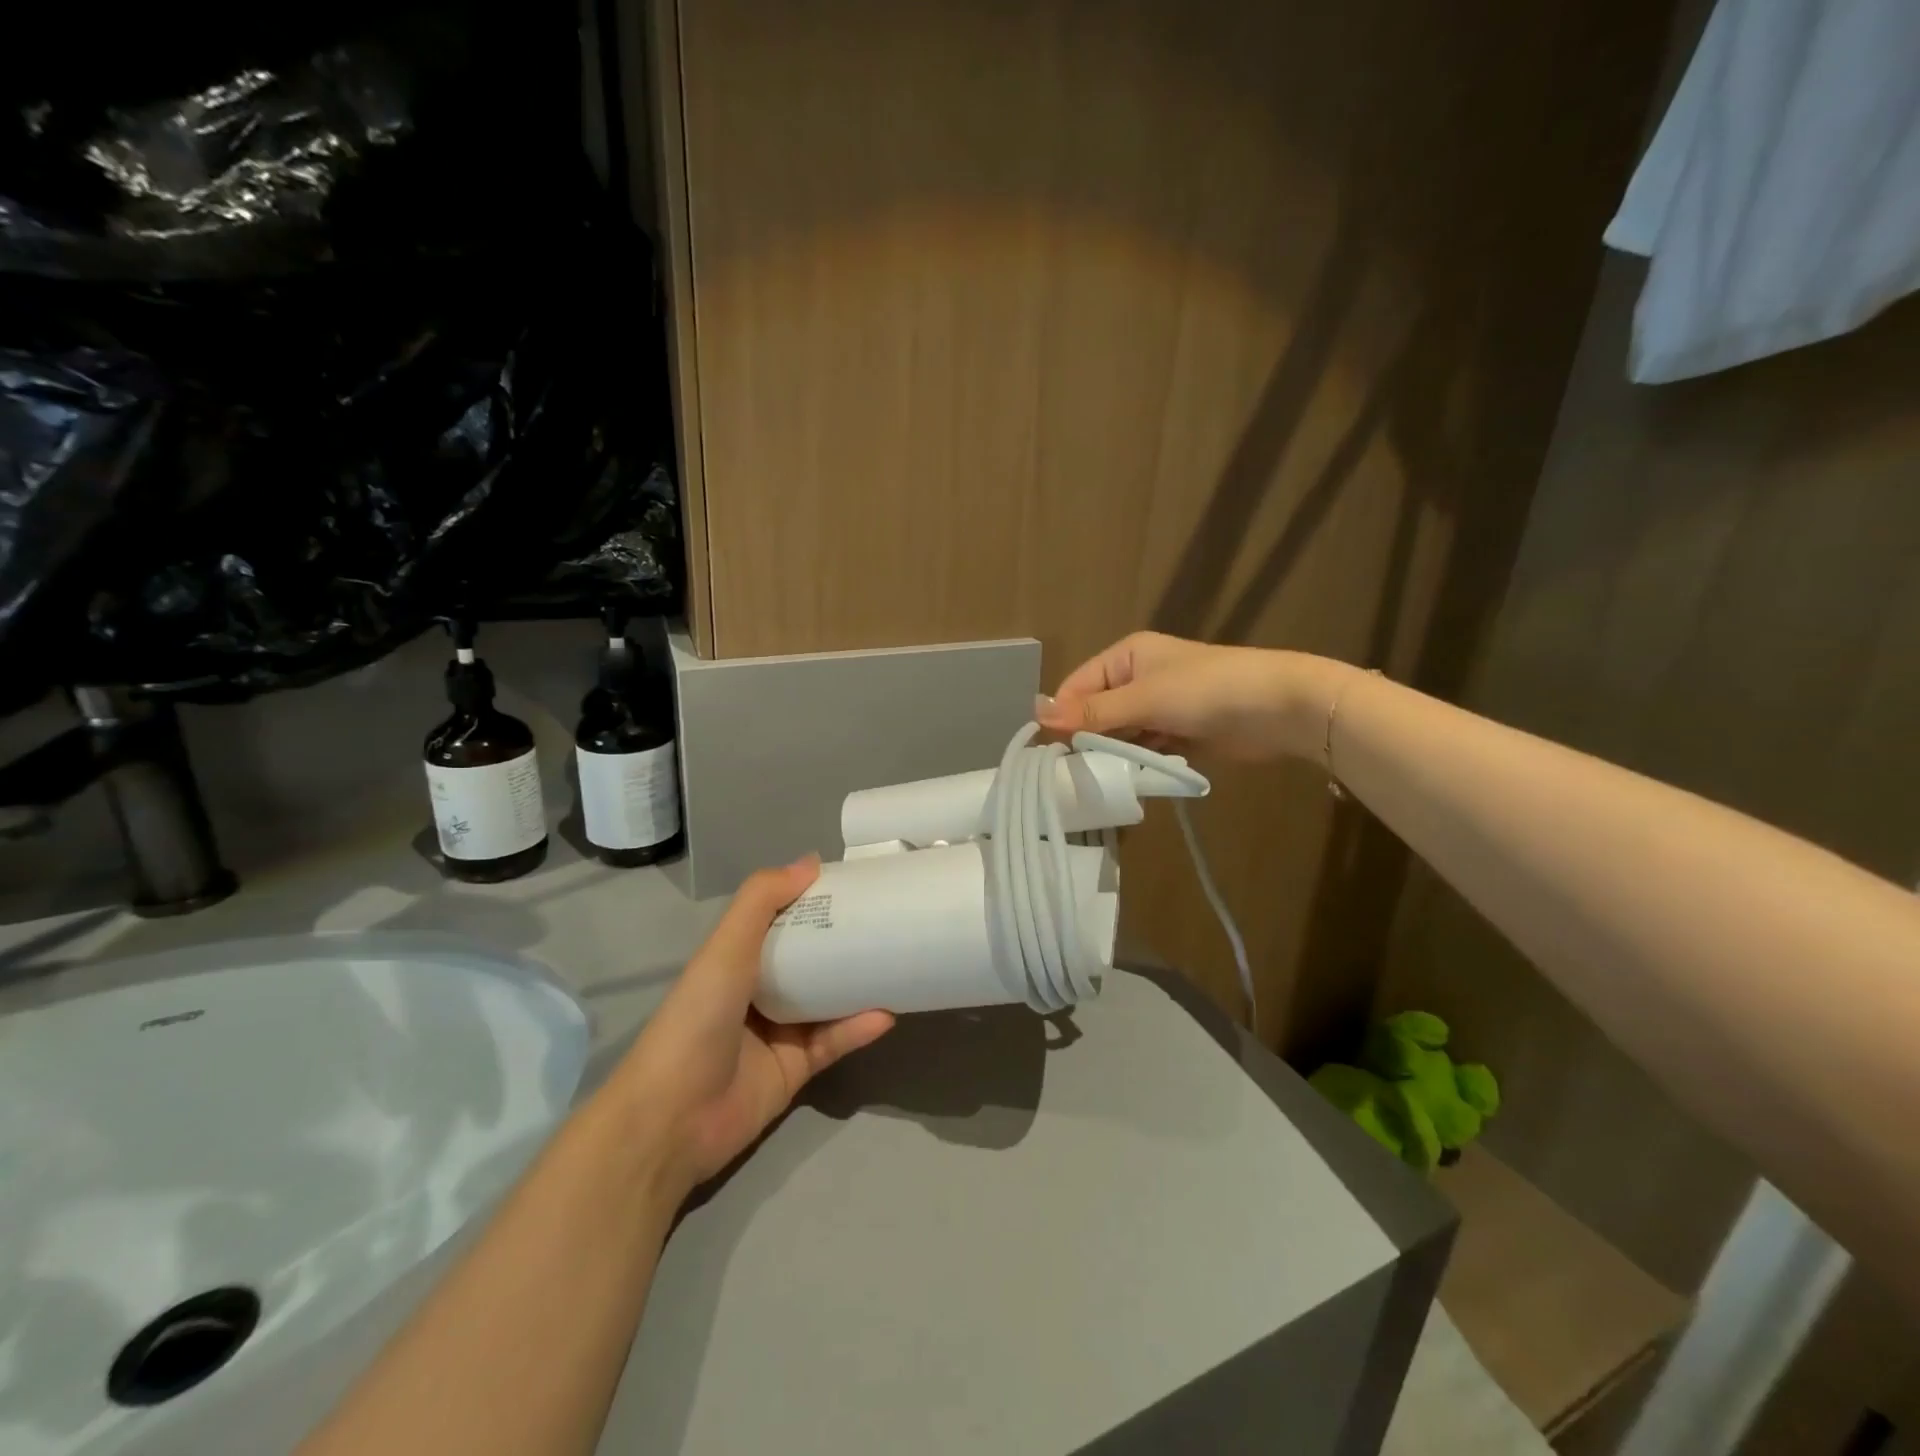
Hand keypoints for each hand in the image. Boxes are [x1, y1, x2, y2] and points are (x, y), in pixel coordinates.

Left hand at [609, 858, 894, 1200]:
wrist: (674, 1118)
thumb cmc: (697, 1019)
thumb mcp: (725, 948)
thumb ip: (762, 900)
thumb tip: (810, 861)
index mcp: (737, 959)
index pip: (782, 920)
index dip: (813, 900)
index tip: (855, 883)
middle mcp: (758, 991)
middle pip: (810, 958)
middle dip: (844, 940)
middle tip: (887, 920)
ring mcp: (779, 1032)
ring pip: (828, 1000)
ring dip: (859, 984)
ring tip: (897, 962)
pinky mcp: (796, 1070)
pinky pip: (834, 1042)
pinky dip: (859, 1028)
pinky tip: (886, 1014)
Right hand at [1037, 631, 1319, 760]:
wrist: (1279, 707)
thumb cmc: (1206, 691)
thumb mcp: (1143, 698)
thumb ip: (1092, 711)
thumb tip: (1037, 714)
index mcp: (1127, 656)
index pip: (1078, 685)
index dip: (1063, 716)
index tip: (1050, 751)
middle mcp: (1139, 679)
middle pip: (1097, 711)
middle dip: (1088, 739)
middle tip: (1073, 772)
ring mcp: (1160, 708)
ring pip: (1121, 734)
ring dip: (1114, 754)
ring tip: (1100, 779)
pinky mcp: (1179, 734)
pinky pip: (1146, 749)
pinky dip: (1138, 762)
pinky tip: (1128, 779)